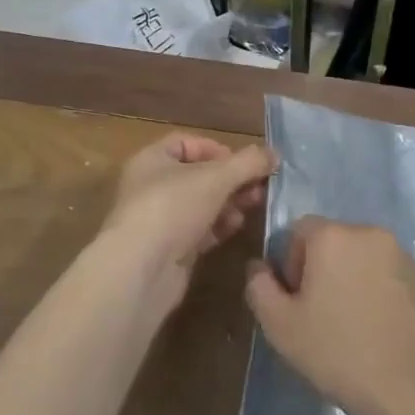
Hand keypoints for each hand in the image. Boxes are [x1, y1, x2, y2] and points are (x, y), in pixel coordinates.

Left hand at [96, 133, 276, 313]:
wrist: (140, 271)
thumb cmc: (172, 208)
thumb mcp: (216, 177)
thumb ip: (247, 163)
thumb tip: (274, 154)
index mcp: (152, 160)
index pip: (187, 143)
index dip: (217, 149)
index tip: (243, 162)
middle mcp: (152, 187)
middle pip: (199, 175)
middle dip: (231, 179)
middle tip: (259, 186)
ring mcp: (160, 220)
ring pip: (202, 204)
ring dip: (229, 203)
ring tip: (253, 206)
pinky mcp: (170, 249)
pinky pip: (199, 230)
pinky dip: (219, 226)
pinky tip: (236, 227)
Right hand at [245, 216, 414, 414]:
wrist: (412, 390)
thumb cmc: (337, 352)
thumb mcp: (280, 326)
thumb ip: (259, 287)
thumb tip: (258, 266)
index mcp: (333, 236)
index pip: (300, 229)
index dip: (291, 262)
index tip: (297, 299)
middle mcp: (371, 233)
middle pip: (336, 241)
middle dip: (325, 269)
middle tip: (322, 314)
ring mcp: (405, 256)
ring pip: (367, 259)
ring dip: (356, 279)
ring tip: (355, 326)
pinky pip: (395, 278)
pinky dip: (385, 294)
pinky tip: (384, 332)